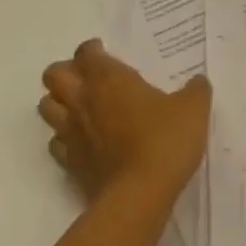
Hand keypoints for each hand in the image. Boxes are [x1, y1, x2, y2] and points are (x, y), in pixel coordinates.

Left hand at [39, 40, 210, 203]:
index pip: (85, 52)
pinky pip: (55, 143)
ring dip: (58, 102)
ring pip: (46, 107)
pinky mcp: (70, 164)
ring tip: (80, 107)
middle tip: (88, 78)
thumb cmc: (164, 140)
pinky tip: (83, 141)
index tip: (105, 53)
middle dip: (65, 71)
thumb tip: (198, 82)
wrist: (140, 196)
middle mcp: (83, 100)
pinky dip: (63, 138)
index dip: (92, 49)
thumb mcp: (193, 108)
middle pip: (53, 74)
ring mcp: (72, 133)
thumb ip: (195, 90)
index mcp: (108, 78)